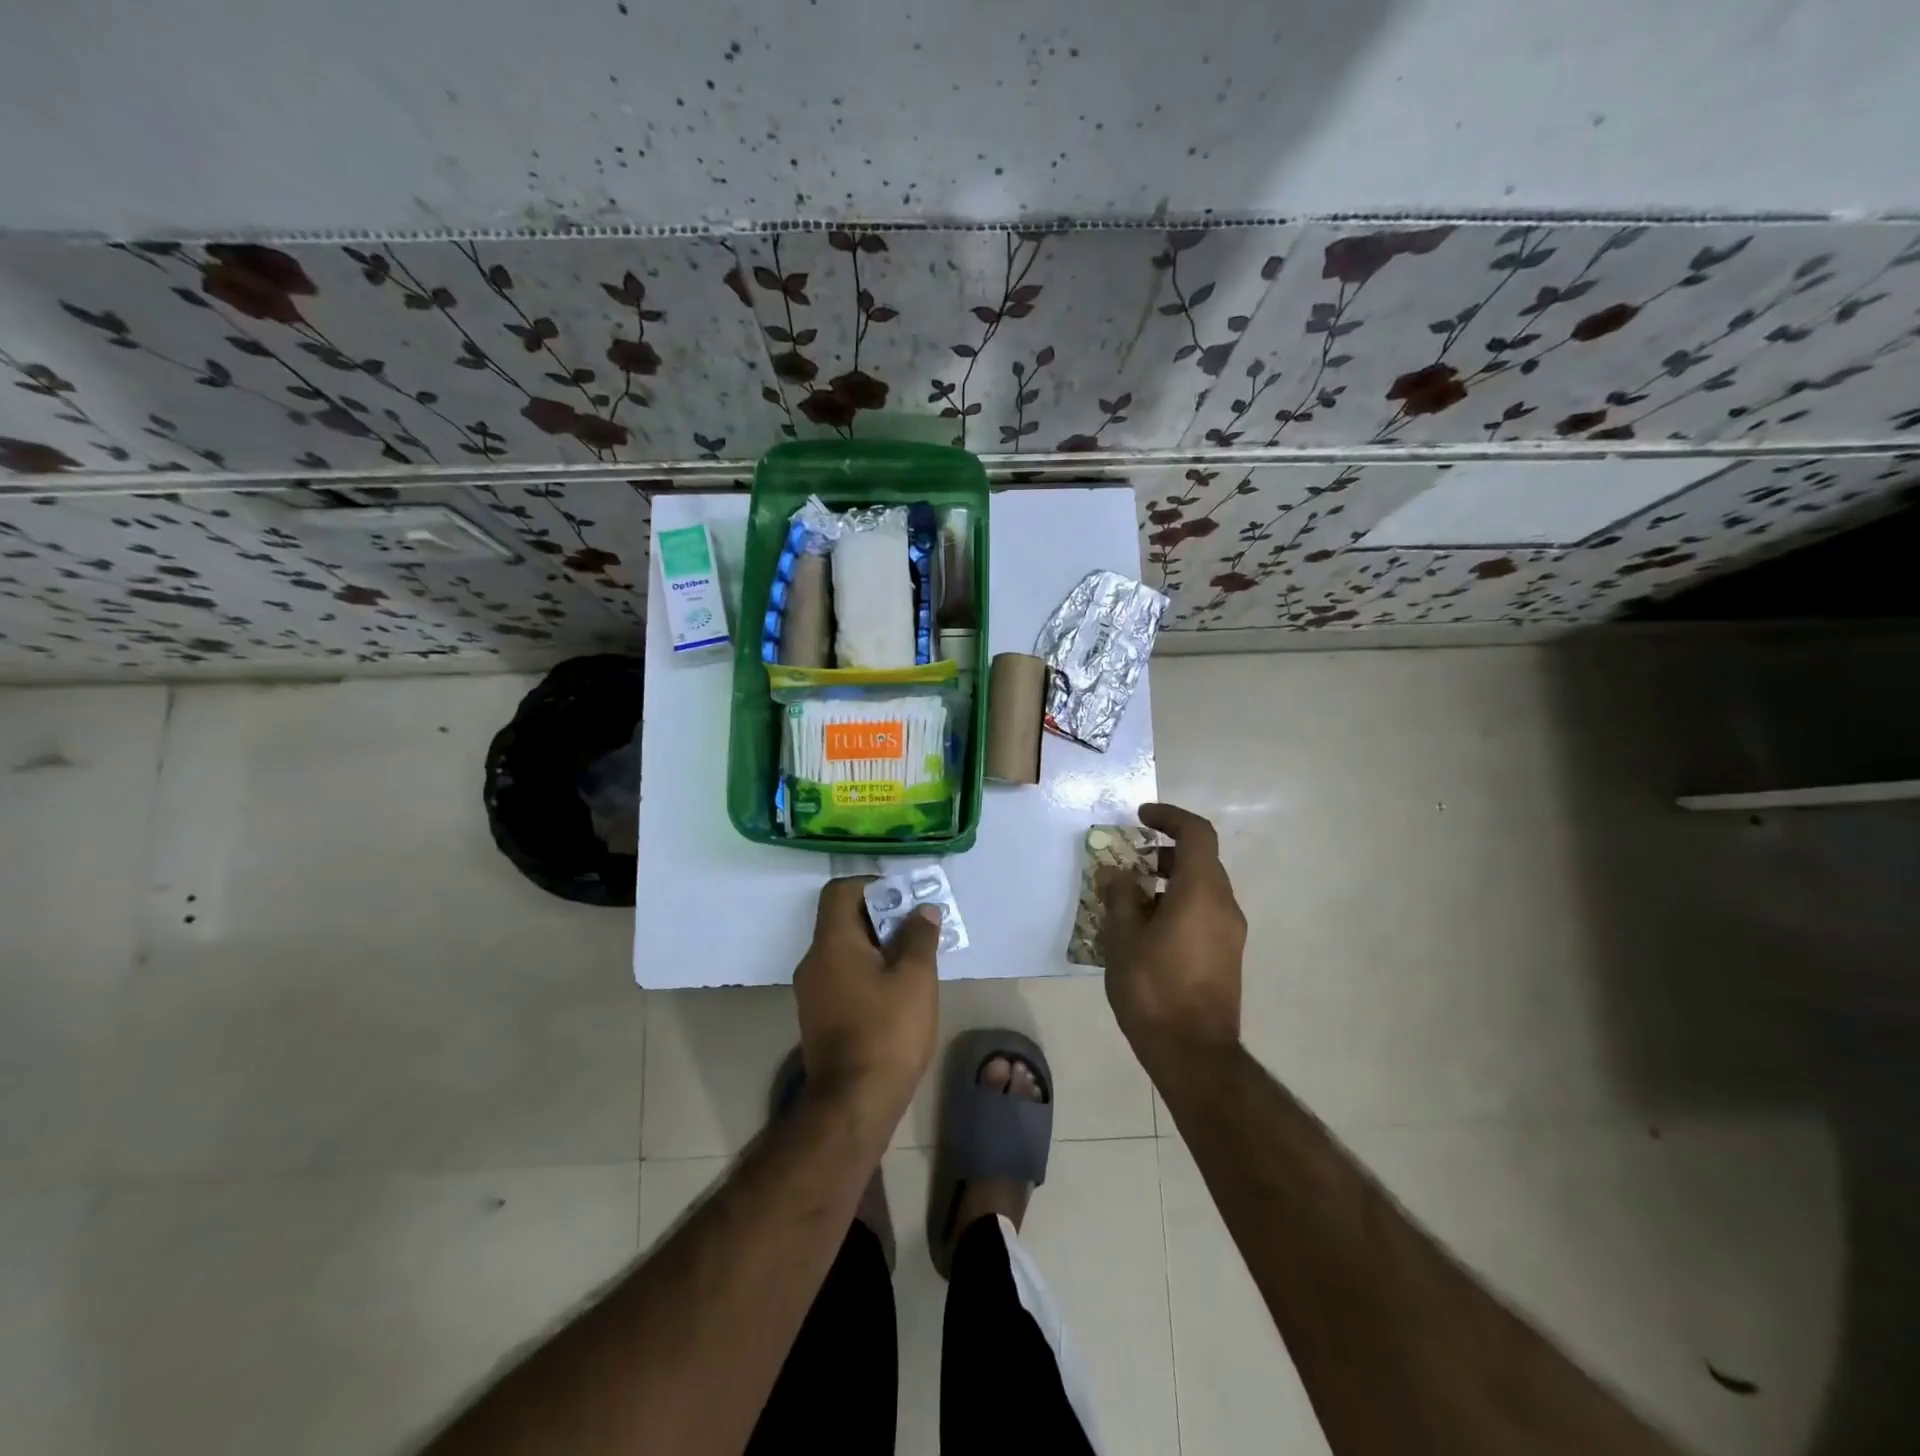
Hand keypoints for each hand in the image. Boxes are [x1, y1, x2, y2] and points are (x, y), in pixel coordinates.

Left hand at [793, 878, 941, 1119]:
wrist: (854, 1103)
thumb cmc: (887, 1030)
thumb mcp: (915, 977)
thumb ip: (919, 936)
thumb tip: (922, 910)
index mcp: (832, 943)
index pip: (840, 891)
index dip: (872, 886)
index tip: (904, 899)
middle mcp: (814, 961)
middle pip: (843, 920)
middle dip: (882, 917)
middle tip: (919, 929)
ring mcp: (812, 992)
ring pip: (845, 951)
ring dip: (878, 947)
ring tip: (915, 960)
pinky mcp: (819, 1017)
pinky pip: (843, 977)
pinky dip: (868, 972)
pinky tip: (897, 992)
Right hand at [1098, 802, 1245, 1070]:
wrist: (1193, 1053)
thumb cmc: (1154, 989)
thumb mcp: (1124, 938)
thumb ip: (1119, 897)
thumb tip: (1116, 872)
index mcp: (1201, 891)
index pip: (1197, 833)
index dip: (1170, 817)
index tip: (1141, 817)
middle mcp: (1224, 905)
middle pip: (1200, 860)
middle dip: (1163, 851)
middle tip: (1128, 858)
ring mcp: (1230, 932)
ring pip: (1201, 888)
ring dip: (1168, 880)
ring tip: (1129, 896)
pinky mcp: (1227, 955)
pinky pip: (1203, 912)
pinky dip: (1177, 904)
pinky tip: (1145, 928)